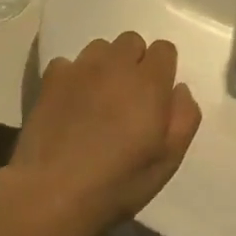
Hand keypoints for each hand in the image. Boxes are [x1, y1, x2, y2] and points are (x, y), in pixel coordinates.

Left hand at [8, 32, 200, 235]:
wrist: (52, 194)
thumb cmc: (119, 182)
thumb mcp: (169, 160)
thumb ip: (184, 117)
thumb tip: (179, 89)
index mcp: (150, 82)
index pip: (164, 49)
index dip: (163, 69)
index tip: (157, 95)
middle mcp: (116, 65)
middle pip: (132, 41)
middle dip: (135, 61)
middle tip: (129, 97)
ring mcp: (80, 69)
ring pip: (100, 48)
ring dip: (105, 65)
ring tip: (99, 97)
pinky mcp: (51, 80)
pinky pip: (67, 63)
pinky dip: (72, 77)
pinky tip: (70, 103)